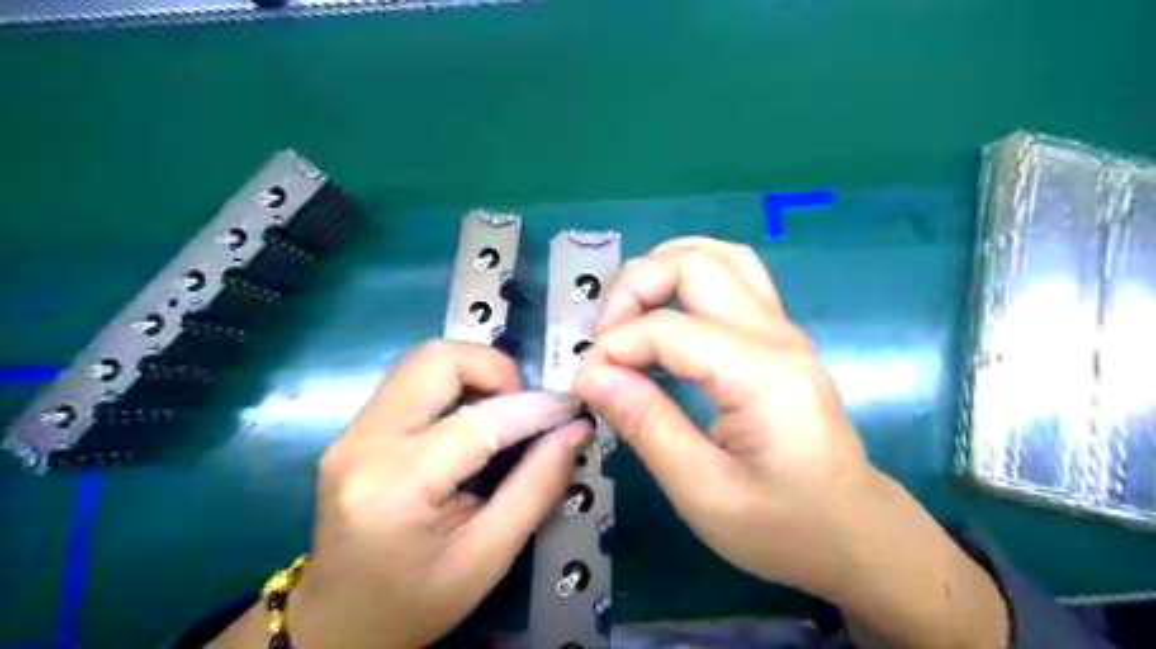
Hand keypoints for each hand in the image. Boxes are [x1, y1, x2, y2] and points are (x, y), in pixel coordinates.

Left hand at [214, 340, 595, 648]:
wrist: (336, 625)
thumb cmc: (416, 603)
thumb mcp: (489, 556)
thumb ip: (537, 486)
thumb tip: (575, 430)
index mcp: (397, 484)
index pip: (480, 421)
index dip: (535, 408)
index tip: (570, 411)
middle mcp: (364, 443)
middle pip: (438, 360)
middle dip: (495, 368)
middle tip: (524, 405)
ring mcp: (351, 432)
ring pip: (423, 361)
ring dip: (474, 372)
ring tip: (503, 410)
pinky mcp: (353, 431)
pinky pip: (411, 382)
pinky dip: (454, 386)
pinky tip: (472, 420)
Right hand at [572, 239, 1008, 647]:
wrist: (854, 531)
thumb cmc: (783, 527)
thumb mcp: (704, 493)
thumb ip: (648, 427)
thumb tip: (593, 375)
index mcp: (762, 376)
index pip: (670, 329)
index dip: (616, 348)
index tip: (586, 384)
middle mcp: (776, 335)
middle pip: (697, 264)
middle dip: (636, 286)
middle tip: (605, 336)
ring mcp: (782, 328)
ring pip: (719, 255)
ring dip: (663, 268)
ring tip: (628, 311)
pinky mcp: (778, 335)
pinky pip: (732, 275)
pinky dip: (687, 276)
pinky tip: (663, 309)